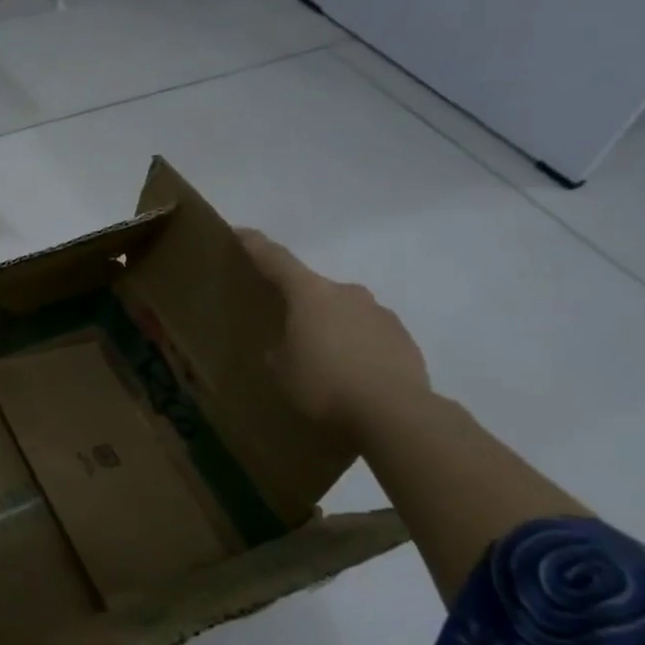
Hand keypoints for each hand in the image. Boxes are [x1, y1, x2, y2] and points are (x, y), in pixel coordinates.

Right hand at [239, 230, 432, 438]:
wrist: (394, 412)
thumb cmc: (324, 383)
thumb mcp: (282, 370)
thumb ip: (280, 350)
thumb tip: (288, 346)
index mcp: (310, 294)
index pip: (276, 260)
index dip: (256, 245)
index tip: (241, 232)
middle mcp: (347, 293)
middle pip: (315, 289)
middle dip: (301, 303)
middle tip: (287, 327)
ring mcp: (380, 313)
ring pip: (346, 312)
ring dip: (332, 326)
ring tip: (323, 359)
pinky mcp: (403, 338)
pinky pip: (369, 334)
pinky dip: (356, 346)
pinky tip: (351, 374)